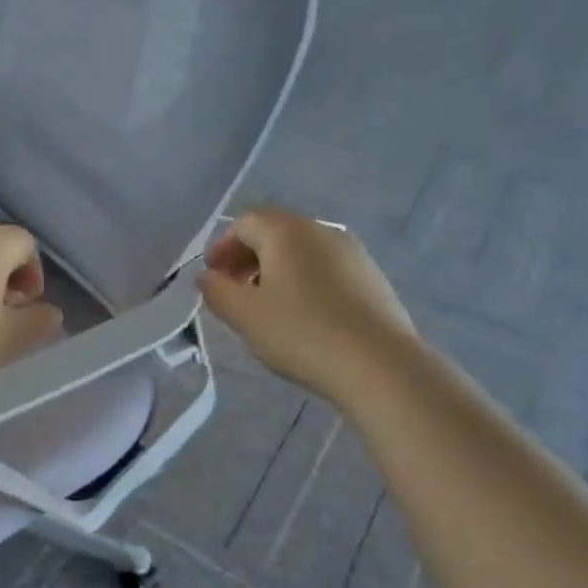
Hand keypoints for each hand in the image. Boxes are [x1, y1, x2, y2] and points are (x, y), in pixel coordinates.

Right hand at [198, 208, 413, 395]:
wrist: (380, 365)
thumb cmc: (301, 333)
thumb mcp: (244, 316)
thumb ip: (217, 291)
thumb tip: (208, 277)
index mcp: (287, 231)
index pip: (245, 223)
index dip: (222, 247)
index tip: (212, 277)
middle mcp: (321, 230)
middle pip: (275, 232)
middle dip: (248, 257)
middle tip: (234, 290)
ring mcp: (352, 252)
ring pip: (302, 250)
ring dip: (276, 269)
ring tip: (267, 306)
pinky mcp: (372, 277)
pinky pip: (326, 267)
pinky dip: (304, 280)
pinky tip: (303, 315)